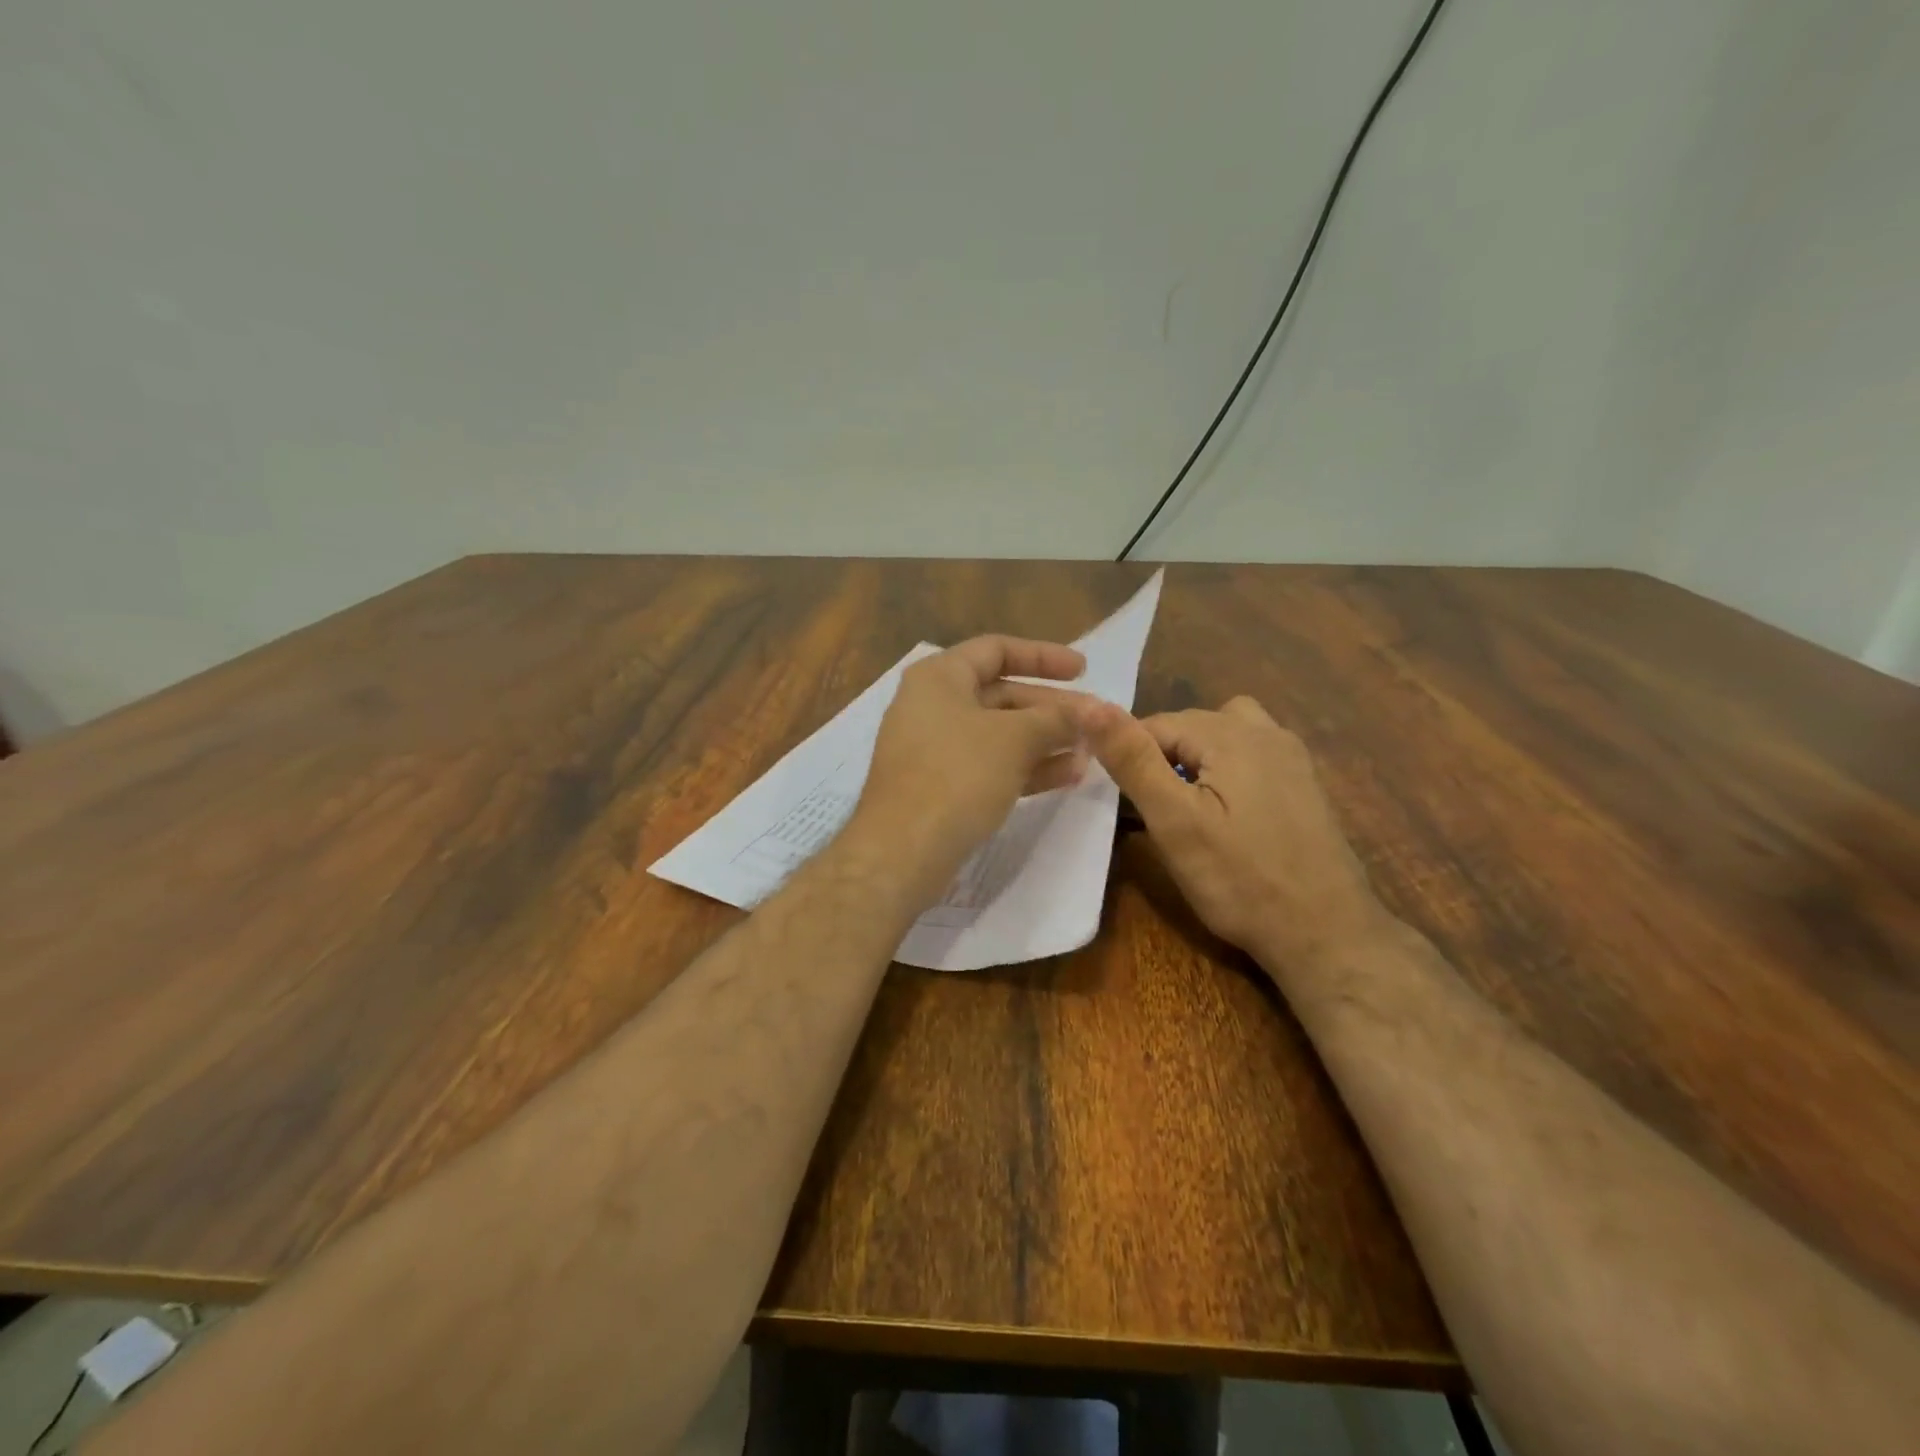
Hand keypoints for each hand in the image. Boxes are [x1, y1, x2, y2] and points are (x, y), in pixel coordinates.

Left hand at [847, 636, 1094, 903]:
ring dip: (1046, 741)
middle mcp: (933, 706)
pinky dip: (1027, 766)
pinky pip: (990, 765)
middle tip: (1096, 722)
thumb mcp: (1014, 739)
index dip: (1043, 656)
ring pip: (1000, 734)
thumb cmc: (958, 775)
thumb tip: (1094, 712)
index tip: (1084, 671)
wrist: (903, 850)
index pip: (996, 650)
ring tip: (1091, 753)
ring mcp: (935, 749)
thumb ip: (1056, 719)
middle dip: (1052, 709)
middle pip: (1002, 695)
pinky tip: (1068, 776)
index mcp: (939, 677)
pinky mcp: (941, 786)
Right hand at [1085, 695, 1386, 969]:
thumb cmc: (1240, 880)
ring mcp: (1292, 757)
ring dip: (1197, 759)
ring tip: (1188, 806)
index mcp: (1232, 733)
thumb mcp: (1174, 822)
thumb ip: (1133, 760)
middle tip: (1154, 813)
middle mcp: (1267, 731)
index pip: (1156, 723)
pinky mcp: (1304, 784)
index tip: (1124, 802)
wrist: (1326, 934)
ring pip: (1224, 736)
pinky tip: (1228, 816)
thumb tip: (1090, 705)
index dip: (1130, 757)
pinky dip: (1228, 772)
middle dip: (1163, 758)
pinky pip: (1252, 756)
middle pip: (1191, 726)